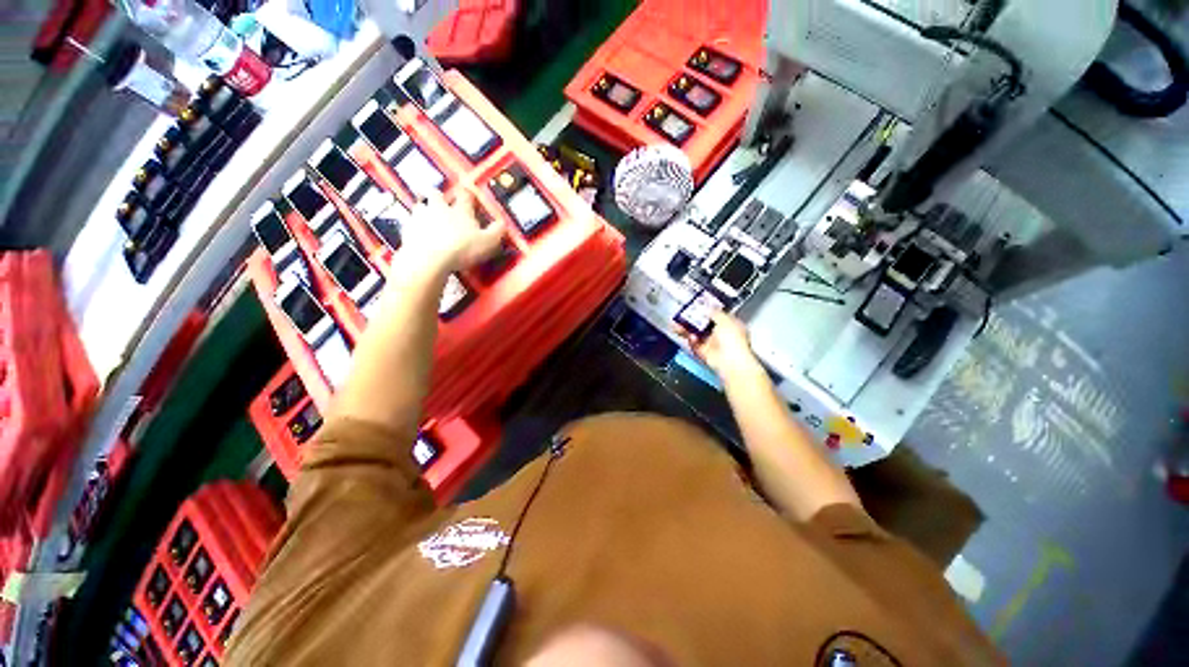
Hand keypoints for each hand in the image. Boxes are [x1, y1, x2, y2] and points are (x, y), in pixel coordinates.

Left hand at [400, 190, 503, 274]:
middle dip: (438, 197)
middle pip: (436, 195)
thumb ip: (497, 232)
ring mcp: (420, 218)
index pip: (465, 195)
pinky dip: (416, 229)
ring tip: (429, 220)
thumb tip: (503, 223)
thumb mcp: (488, 242)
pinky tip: (420, 237)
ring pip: (420, 207)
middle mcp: (439, 208)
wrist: (429, 259)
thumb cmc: (462, 249)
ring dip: (424, 211)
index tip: (469, 194)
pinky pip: (411, 225)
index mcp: (460, 211)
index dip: (467, 194)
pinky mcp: (408, 230)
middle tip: (442, 204)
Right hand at [676, 311, 762, 380]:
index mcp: (732, 325)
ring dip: (687, 330)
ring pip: (697, 335)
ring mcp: (713, 345)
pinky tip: (690, 337)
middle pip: (704, 325)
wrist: (730, 362)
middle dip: (693, 320)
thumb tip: (708, 307)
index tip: (697, 305)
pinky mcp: (705, 354)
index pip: (719, 315)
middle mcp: (723, 335)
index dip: (708, 310)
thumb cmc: (733, 339)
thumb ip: (715, 312)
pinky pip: (695, 346)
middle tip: (682, 315)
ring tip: (676, 325)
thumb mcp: (725, 319)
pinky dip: (691, 341)